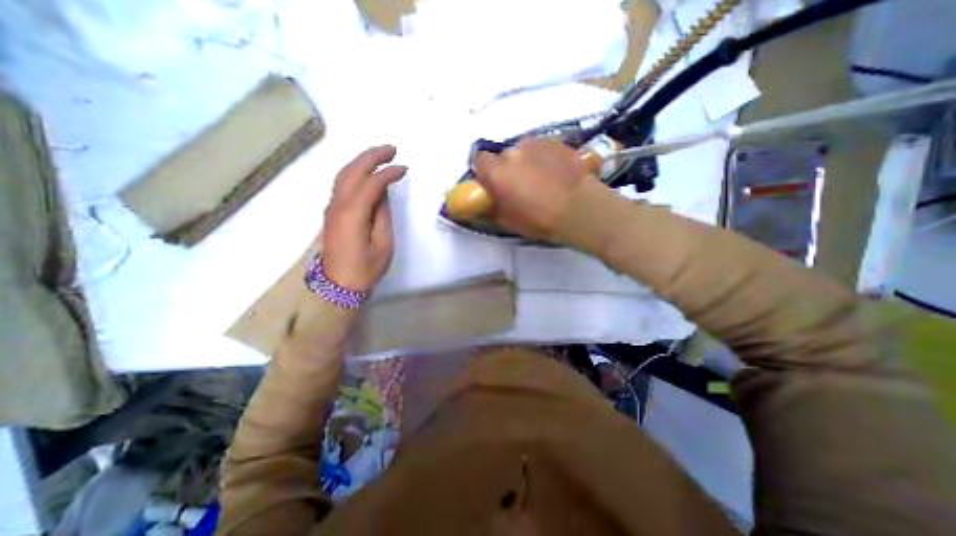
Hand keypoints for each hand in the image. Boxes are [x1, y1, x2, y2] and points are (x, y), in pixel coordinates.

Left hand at [323, 147, 408, 293]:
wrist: (338, 285)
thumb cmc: (365, 268)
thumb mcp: (383, 244)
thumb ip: (383, 216)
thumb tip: (383, 194)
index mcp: (352, 214)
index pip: (371, 183)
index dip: (388, 173)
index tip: (404, 169)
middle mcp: (338, 205)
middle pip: (352, 171)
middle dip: (372, 156)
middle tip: (392, 149)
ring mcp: (332, 208)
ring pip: (343, 175)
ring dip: (361, 161)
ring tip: (381, 155)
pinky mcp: (332, 212)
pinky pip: (342, 184)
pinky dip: (355, 173)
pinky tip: (366, 172)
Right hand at [469, 135, 590, 239]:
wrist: (579, 209)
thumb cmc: (538, 219)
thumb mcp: (507, 221)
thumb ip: (491, 208)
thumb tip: (485, 203)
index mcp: (496, 171)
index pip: (479, 160)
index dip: (485, 172)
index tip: (493, 183)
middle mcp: (513, 151)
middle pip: (504, 156)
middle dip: (509, 168)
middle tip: (520, 185)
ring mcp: (537, 143)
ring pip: (525, 150)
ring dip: (528, 162)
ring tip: (543, 179)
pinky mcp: (558, 142)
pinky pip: (545, 148)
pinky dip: (546, 158)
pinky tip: (558, 174)